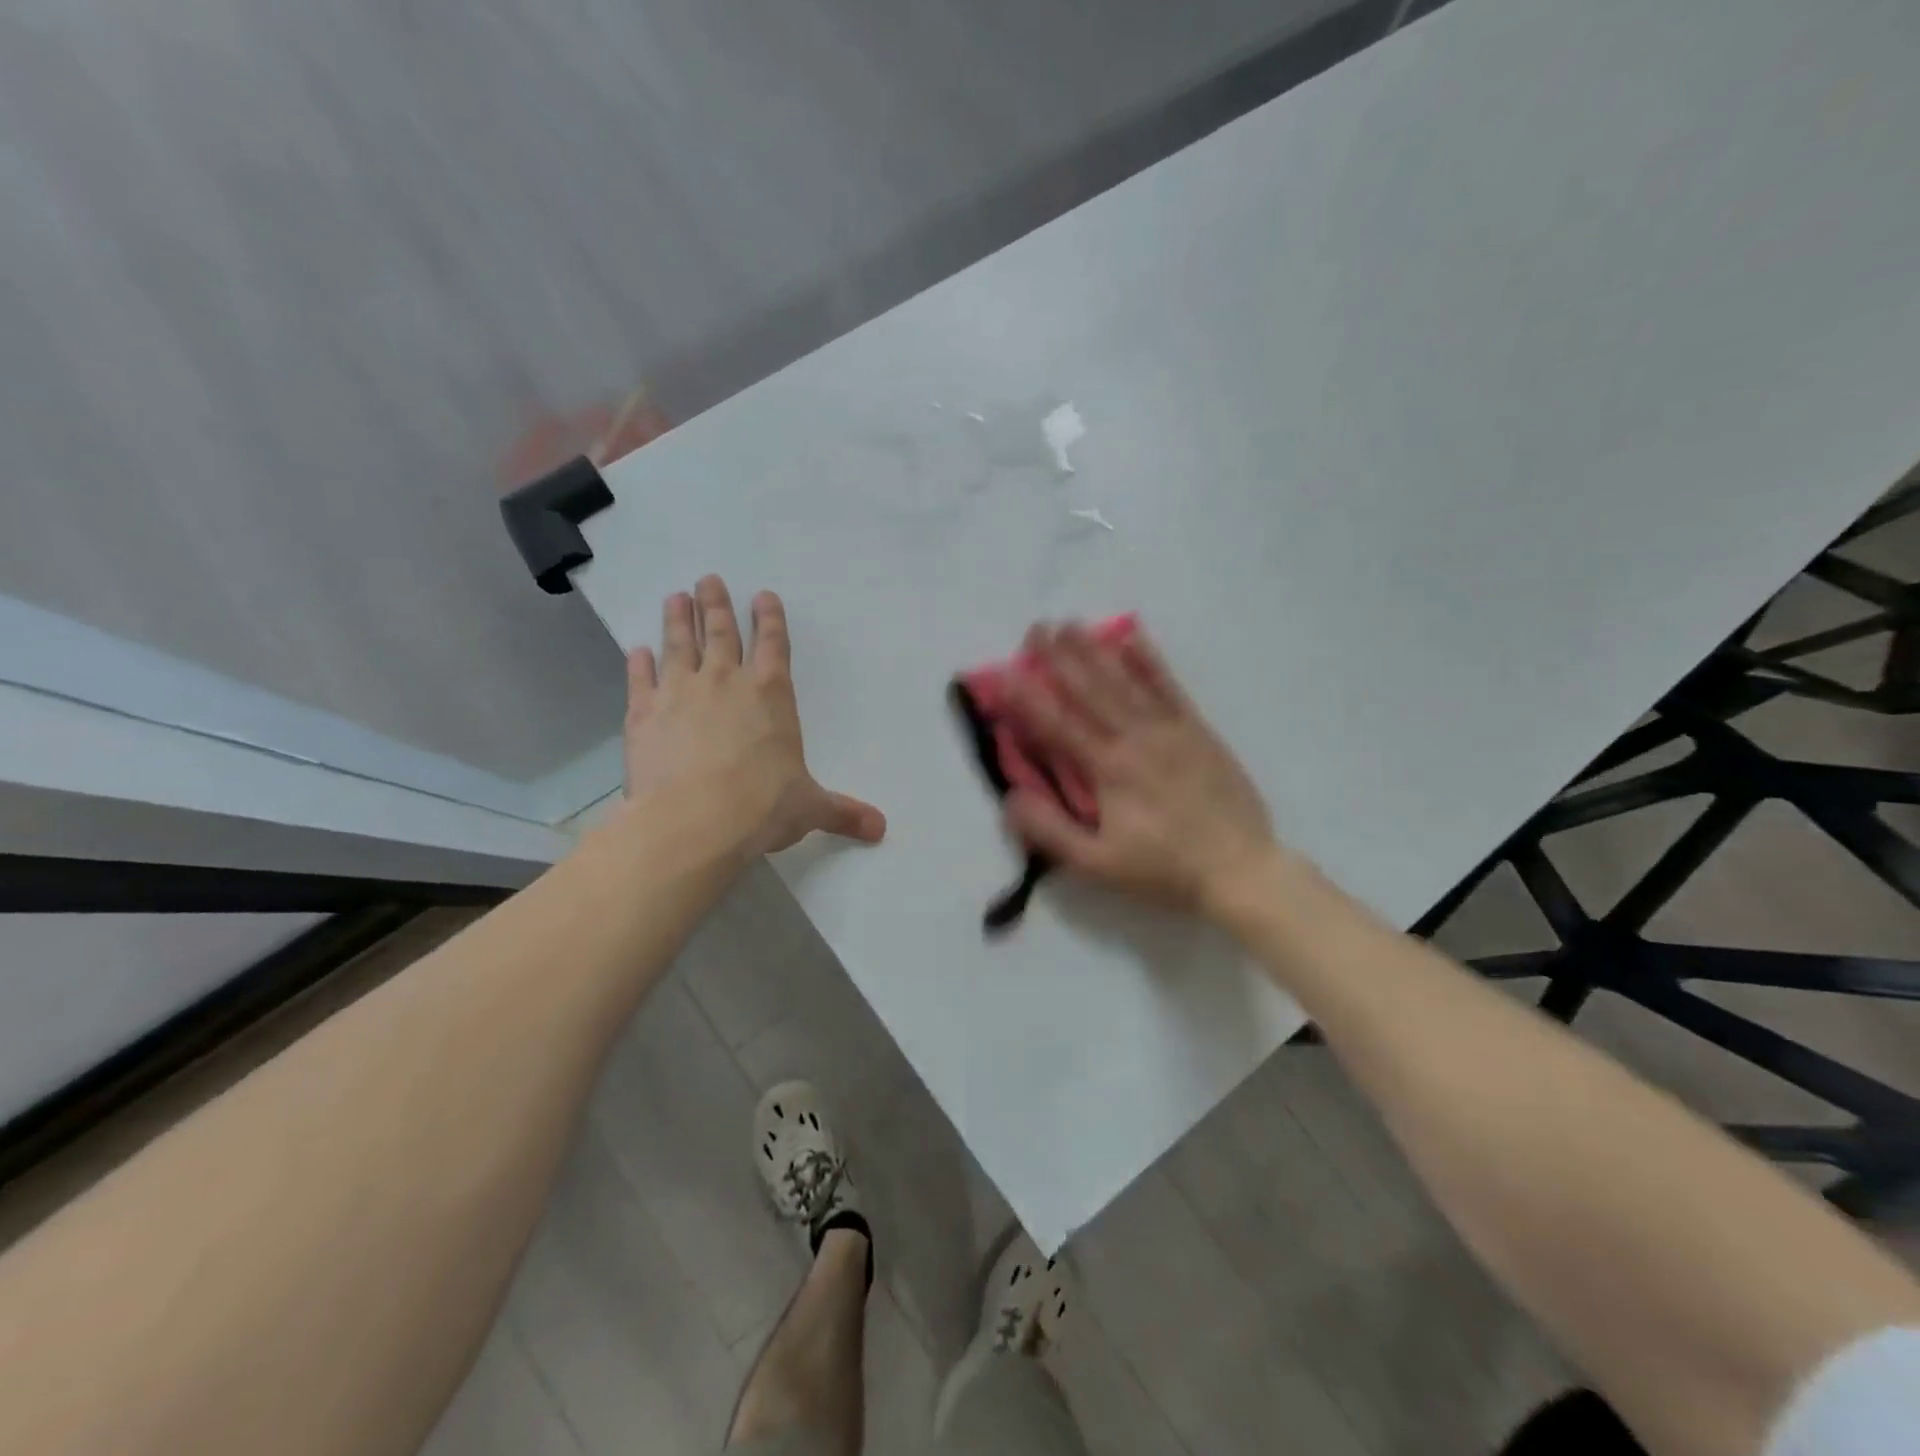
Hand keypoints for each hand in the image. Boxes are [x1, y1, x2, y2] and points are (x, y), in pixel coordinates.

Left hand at [623, 576, 885, 856]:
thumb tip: (881, 828)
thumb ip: (843, 812)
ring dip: (678, 619)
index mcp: (771, 694)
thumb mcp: (810, 808)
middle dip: (716, 604)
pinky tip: (636, 651)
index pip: (774, 644)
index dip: (770, 618)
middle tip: (707, 580)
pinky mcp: (644, 713)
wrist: (693, 821)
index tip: (763, 595)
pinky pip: (641, 679)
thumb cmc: (762, 806)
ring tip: (676, 597)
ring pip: (679, 644)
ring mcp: (680, 692)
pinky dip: (638, 664)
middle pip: (721, 632)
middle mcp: (725, 681)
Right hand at [1002, 623, 1276, 914]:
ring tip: (1071, 624)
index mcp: (1109, 769)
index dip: (1026, 698)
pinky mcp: (1197, 729)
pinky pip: (1168, 686)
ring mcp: (1170, 728)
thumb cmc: (1164, 870)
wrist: (1241, 869)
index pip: (1057, 725)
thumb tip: (1010, 797)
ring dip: (1095, 650)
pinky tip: (1132, 638)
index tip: (1002, 672)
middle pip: (1090, 689)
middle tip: (1036, 628)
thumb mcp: (1098, 865)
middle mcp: (1136, 737)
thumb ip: (1050, 831)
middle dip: (1059, 658)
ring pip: (1125, 680)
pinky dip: (1148, 660)